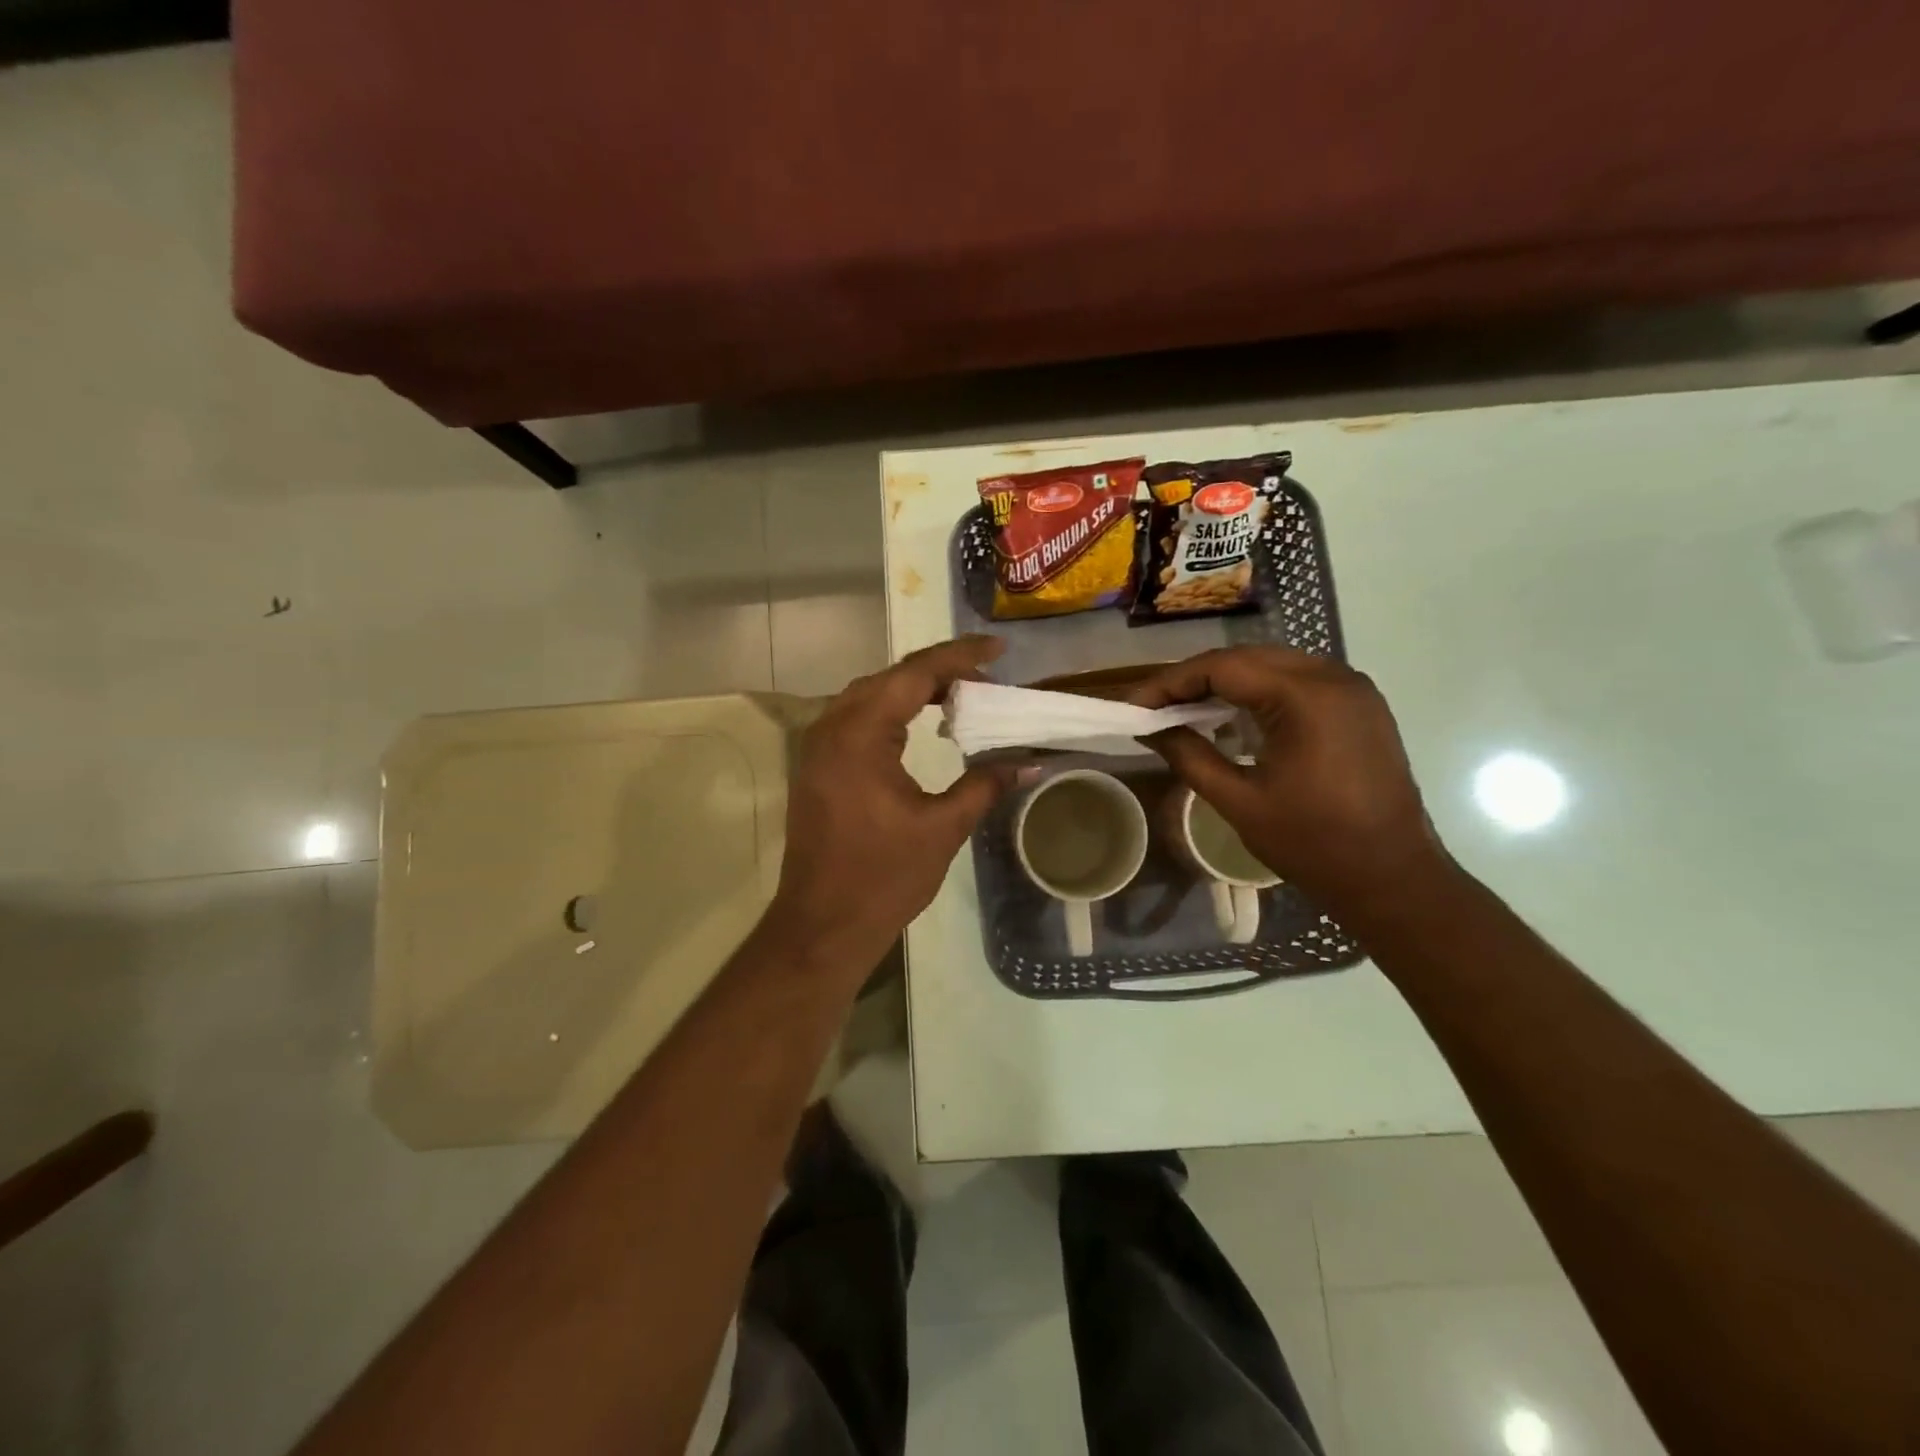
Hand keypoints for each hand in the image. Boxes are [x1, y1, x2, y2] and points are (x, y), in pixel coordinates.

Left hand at [766, 636, 1016, 981]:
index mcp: (860, 734)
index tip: (997, 650)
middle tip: (985, 680)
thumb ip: (985, 785)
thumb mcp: (943, 828)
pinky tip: (918, 727)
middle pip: (890, 678)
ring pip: (870, 696)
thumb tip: (1030, 762)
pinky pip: (857, 719)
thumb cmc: (883, 877)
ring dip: (913, 690)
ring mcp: (819, 747)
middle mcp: (832, 728)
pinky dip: (891, 712)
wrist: (822, 925)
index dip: (959, 657)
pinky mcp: (818, 766)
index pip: (914, 674)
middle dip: (939, 672)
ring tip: (959, 698)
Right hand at [1130, 647, 1447, 912]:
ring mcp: (1353, 689)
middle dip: (1196, 678)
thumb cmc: (1313, 844)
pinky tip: (1234, 717)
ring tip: (1186, 710)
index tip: (1135, 704)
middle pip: (1247, 658)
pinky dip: (1260, 691)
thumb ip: (1189, 756)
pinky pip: (1299, 681)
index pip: (1222, 667)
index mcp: (1305, 697)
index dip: (1171, 682)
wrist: (1393, 878)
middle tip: (1156, 706)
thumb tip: (1149, 729)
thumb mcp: (1239, 801)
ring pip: (1273, 665)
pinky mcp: (1361, 706)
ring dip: (1227, 682)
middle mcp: (1333, 677)